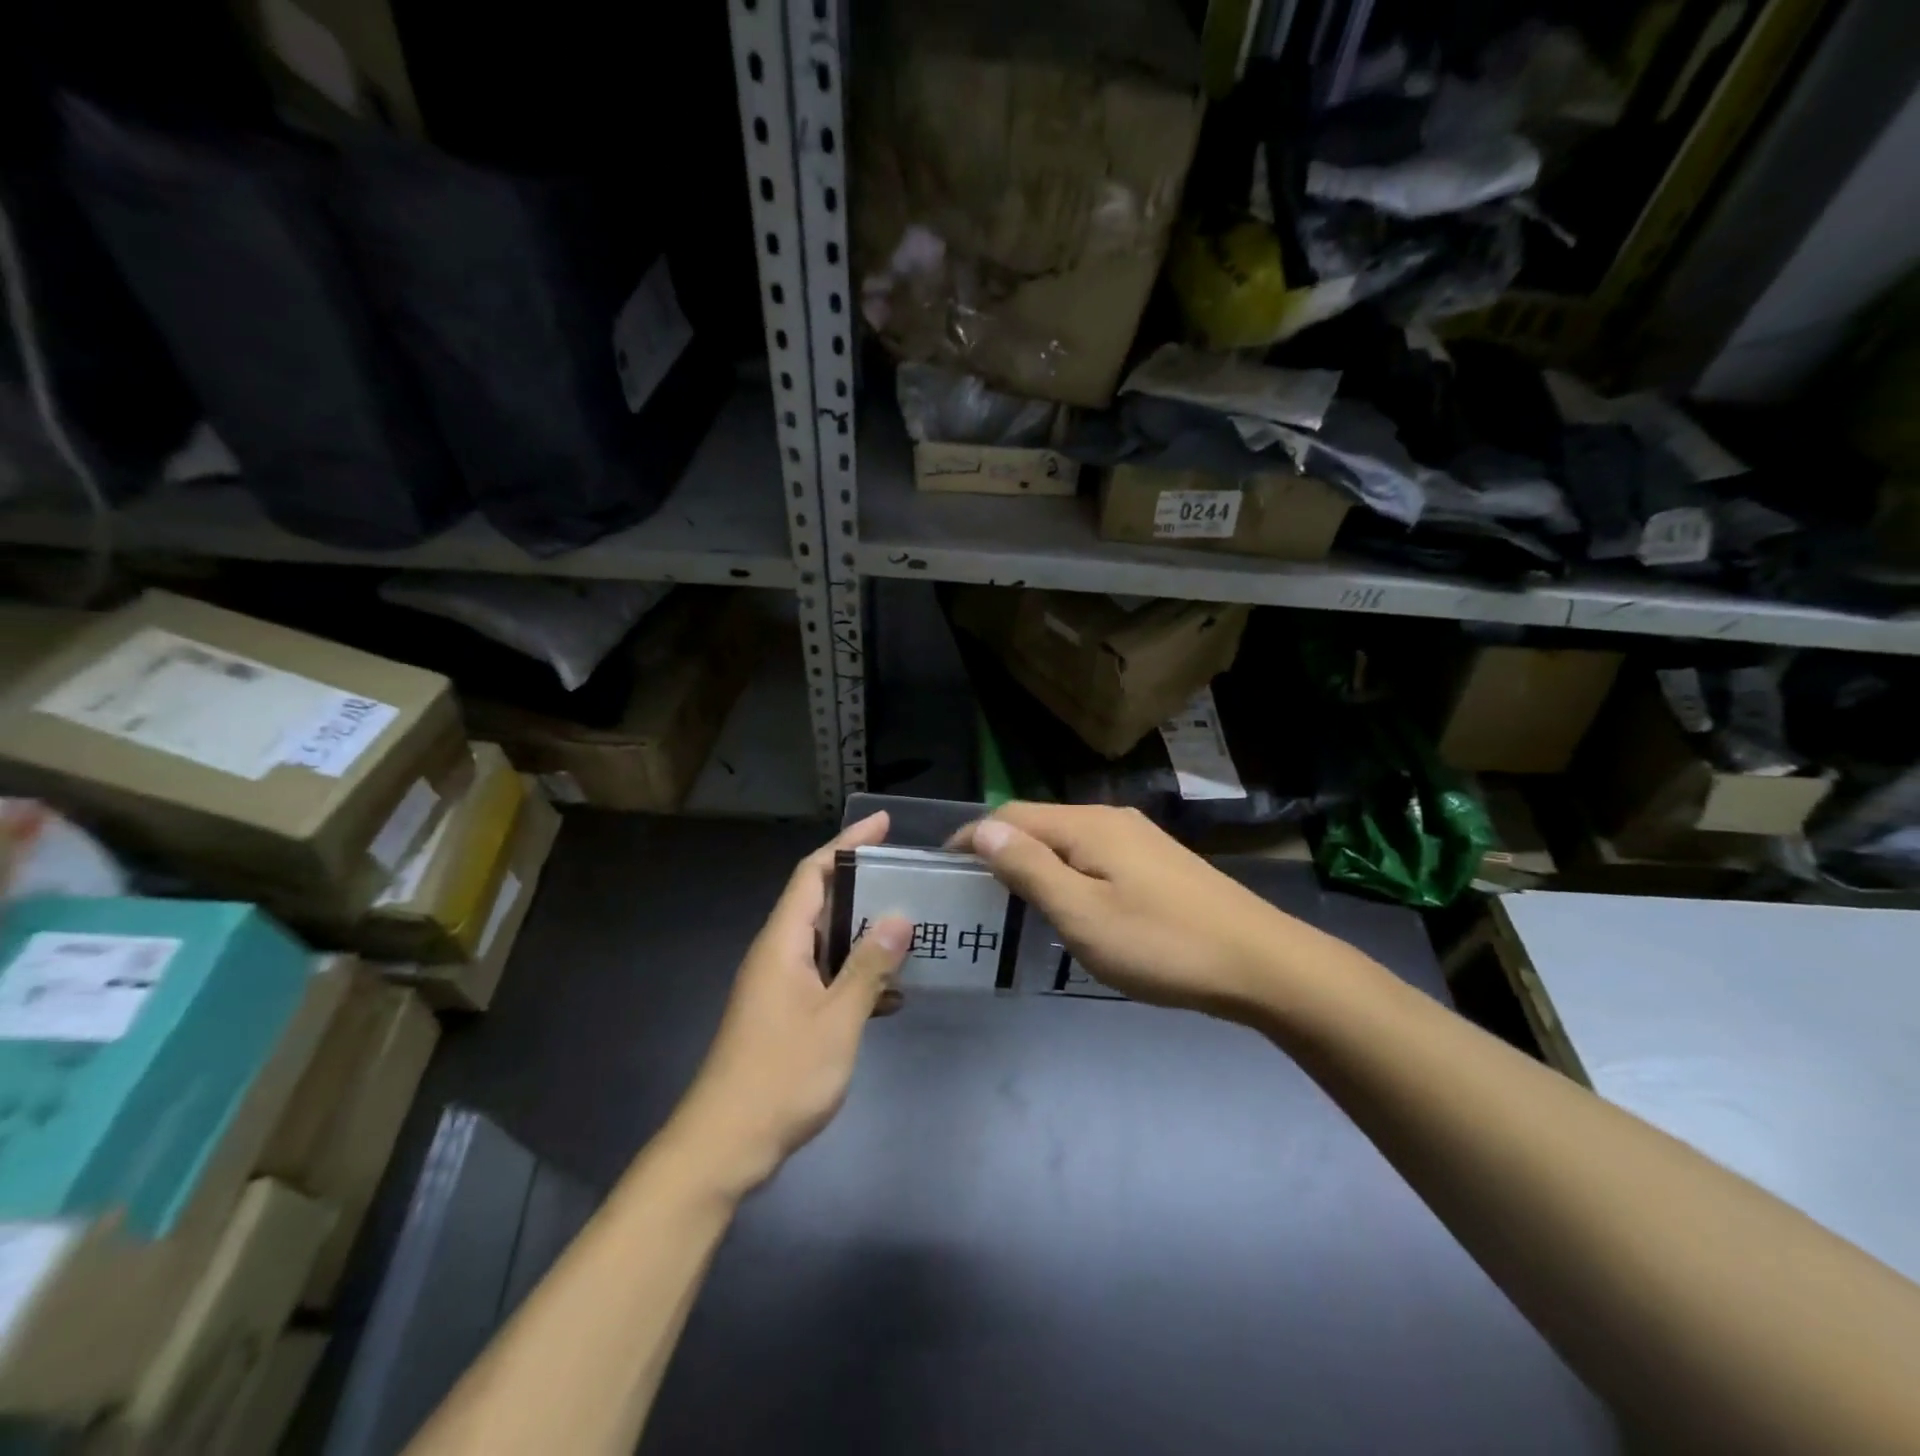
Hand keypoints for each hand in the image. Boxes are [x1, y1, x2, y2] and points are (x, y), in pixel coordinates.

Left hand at [666, 813, 909, 1197]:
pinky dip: (857, 977)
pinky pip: (827, 978)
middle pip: (822, 903)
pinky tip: (892, 995)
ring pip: (828, 943)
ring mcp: (780, 986)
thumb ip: (868, 967)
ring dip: (865, 936)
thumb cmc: (780, 1076)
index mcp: (782, 943)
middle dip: (864, 887)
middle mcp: (778, 955)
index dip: (847, 844)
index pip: (812, 873)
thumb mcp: (836, 1019)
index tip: (883, 825)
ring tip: (913, 930)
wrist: (725, 1145)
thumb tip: (899, 917)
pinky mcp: (786, 1015)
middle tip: (911, 879)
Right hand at [952, 804, 1299, 1021]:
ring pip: (1067, 841)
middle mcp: (1110, 819)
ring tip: (1011, 901)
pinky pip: (1093, 857)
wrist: (1261, 963)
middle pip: (1039, 824)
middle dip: (1001, 850)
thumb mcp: (1083, 914)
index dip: (974, 838)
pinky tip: (1068, 904)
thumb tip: (983, 829)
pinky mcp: (1157, 863)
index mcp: (1087, 826)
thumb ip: (1030, 869)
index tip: (944, 868)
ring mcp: (1138, 839)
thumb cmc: (1161, 943)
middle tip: (973, 893)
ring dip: (1034, 863)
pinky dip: (1065, 873)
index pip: (1011, 816)